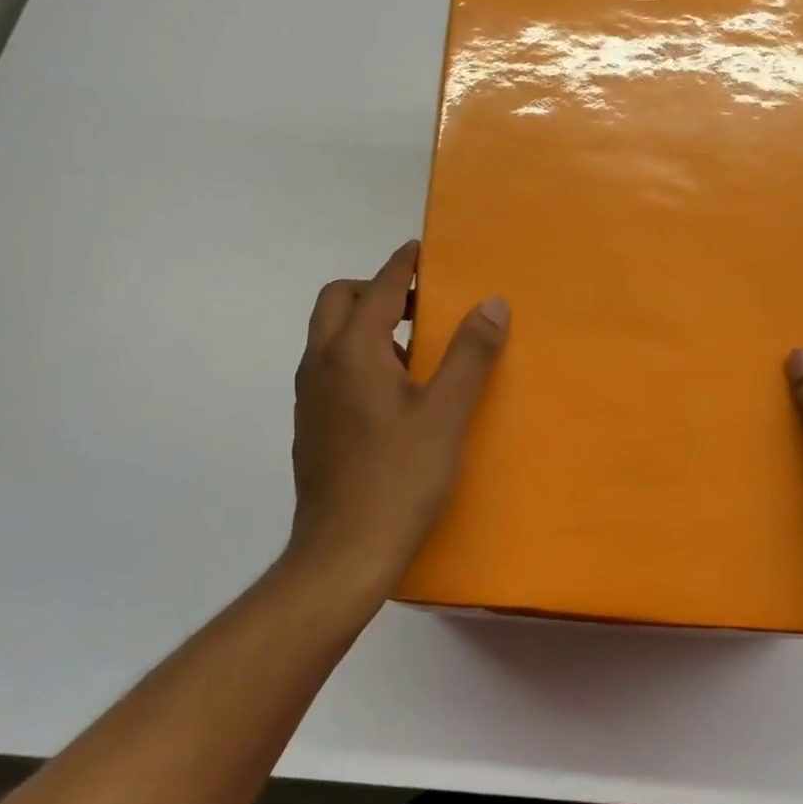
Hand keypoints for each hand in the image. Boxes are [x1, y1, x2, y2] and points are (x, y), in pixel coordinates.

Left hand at [286, 240, 508, 607]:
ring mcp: (310, 397)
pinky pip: (331, 368)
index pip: (378, 288)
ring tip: (414, 348)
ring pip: (330, 336)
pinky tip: (394, 394)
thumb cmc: (399, 477)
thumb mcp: (446, 413)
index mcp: (352, 352)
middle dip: (375, 289)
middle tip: (419, 304)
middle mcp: (320, 364)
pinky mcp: (311, 425)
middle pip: (337, 301)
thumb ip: (470, 354)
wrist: (343, 553)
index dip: (401, 264)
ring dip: (366, 324)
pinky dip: (358, 356)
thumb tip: (492, 303)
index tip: (421, 249)